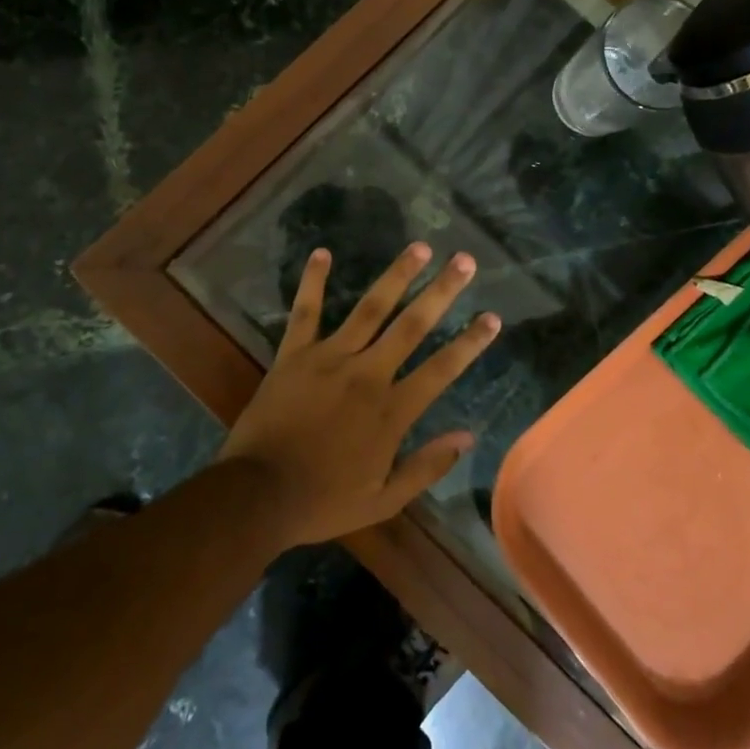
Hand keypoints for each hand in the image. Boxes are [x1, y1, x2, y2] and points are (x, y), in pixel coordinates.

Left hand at [217, 241, 499, 548]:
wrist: (257, 496)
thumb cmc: (323, 501)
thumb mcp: (383, 500)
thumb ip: (426, 467)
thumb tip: (468, 437)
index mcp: (391, 410)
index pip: (441, 368)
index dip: (470, 342)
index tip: (492, 316)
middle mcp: (367, 374)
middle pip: (412, 325)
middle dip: (441, 291)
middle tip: (464, 260)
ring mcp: (329, 358)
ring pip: (369, 308)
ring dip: (396, 275)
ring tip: (419, 247)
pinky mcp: (294, 354)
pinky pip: (306, 312)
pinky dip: (313, 282)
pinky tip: (322, 252)